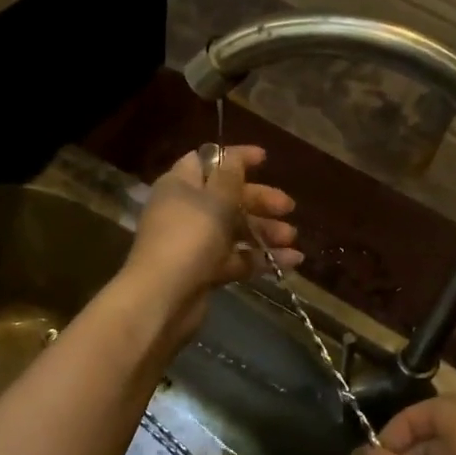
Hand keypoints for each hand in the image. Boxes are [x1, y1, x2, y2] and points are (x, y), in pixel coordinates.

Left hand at [120, 144, 299, 336]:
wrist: (163, 298)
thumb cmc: (189, 238)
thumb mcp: (215, 199)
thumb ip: (229, 175)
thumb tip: (232, 156)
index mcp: (180, 185)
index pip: (207, 161)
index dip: (235, 158)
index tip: (265, 159)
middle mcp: (186, 211)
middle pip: (227, 197)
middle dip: (259, 200)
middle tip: (288, 206)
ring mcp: (195, 243)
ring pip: (235, 230)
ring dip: (265, 230)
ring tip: (291, 237)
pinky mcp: (205, 272)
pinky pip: (238, 259)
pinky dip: (262, 258)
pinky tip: (291, 261)